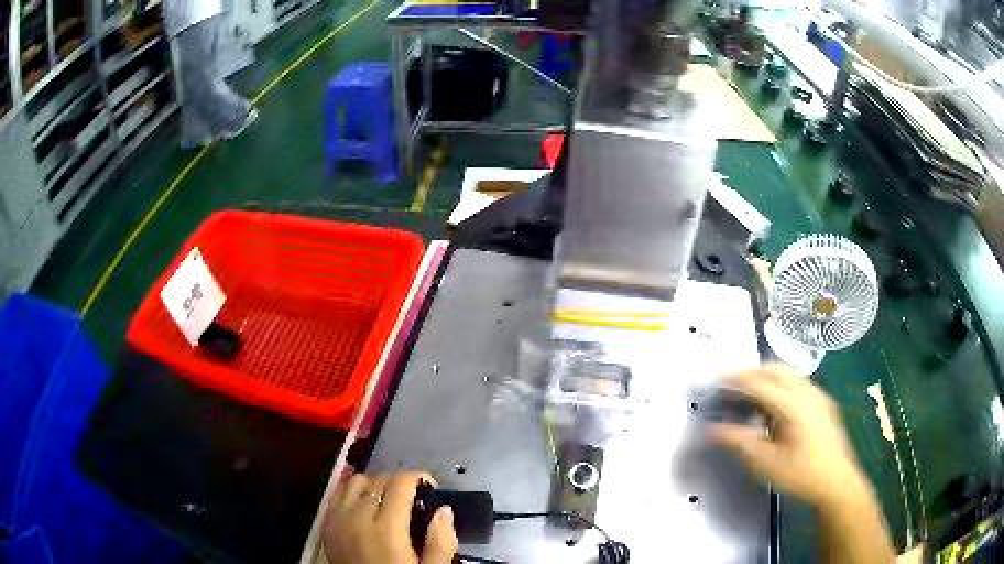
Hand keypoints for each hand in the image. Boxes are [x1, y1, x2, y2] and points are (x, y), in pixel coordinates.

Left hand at [323, 471, 457, 563]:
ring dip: (374, 485)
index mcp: (386, 529)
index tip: (430, 489)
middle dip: (399, 482)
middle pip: (378, 479)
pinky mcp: (326, 525)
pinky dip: (353, 492)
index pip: (399, 483)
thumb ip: (441, 543)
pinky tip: (364, 507)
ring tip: (388, 501)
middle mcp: (357, 517)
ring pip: (355, 481)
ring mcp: (337, 519)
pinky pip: (338, 494)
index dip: (418, 478)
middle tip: (414, 499)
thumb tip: (444, 510)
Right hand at [707, 364, 869, 509]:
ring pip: (790, 372)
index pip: (759, 383)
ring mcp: (818, 395)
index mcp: (791, 405)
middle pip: (776, 369)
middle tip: (734, 383)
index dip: (736, 379)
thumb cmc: (800, 473)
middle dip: (753, 371)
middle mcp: (806, 392)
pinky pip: (800, 381)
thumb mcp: (765, 462)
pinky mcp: (824, 402)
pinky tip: (777, 404)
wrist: (836, 481)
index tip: (718, 379)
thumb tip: (712, 429)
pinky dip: (782, 383)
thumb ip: (739, 442)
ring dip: (768, 375)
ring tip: (752, 391)